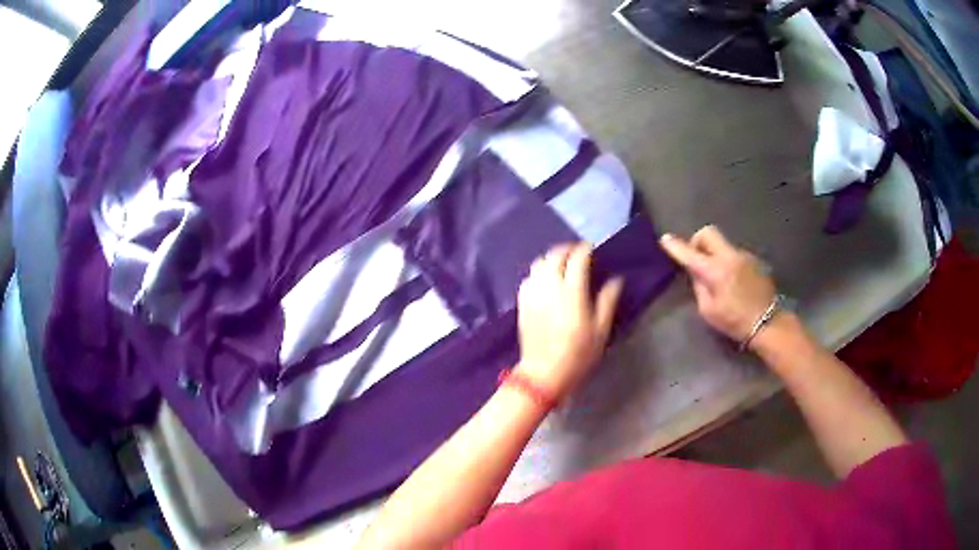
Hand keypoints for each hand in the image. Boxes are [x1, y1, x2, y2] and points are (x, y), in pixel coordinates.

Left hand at [515, 243, 623, 399]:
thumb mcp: (600, 330)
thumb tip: (616, 280)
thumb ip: (607, 301)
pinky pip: (529, 277)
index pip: (577, 259)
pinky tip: (546, 279)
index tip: (591, 248)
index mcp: (572, 292)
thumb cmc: (578, 354)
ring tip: (562, 263)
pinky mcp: (522, 303)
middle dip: (567, 249)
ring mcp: (533, 294)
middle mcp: (550, 287)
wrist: (544, 373)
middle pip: (555, 256)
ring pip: (539, 263)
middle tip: (578, 252)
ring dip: (551, 258)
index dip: (585, 249)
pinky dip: (538, 272)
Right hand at [659, 225, 775, 345]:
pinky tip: (732, 281)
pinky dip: (727, 262)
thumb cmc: (735, 321)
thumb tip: (696, 272)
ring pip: (722, 244)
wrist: (768, 322)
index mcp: (716, 270)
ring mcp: (743, 255)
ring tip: (717, 276)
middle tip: (696, 258)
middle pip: (708, 233)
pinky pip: (733, 254)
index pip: (690, 253)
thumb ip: (699, 287)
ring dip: (714, 253)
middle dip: (698, 241)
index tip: (665, 239)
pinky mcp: (753, 260)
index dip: (676, 246)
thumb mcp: (709, 311)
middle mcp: (730, 256)